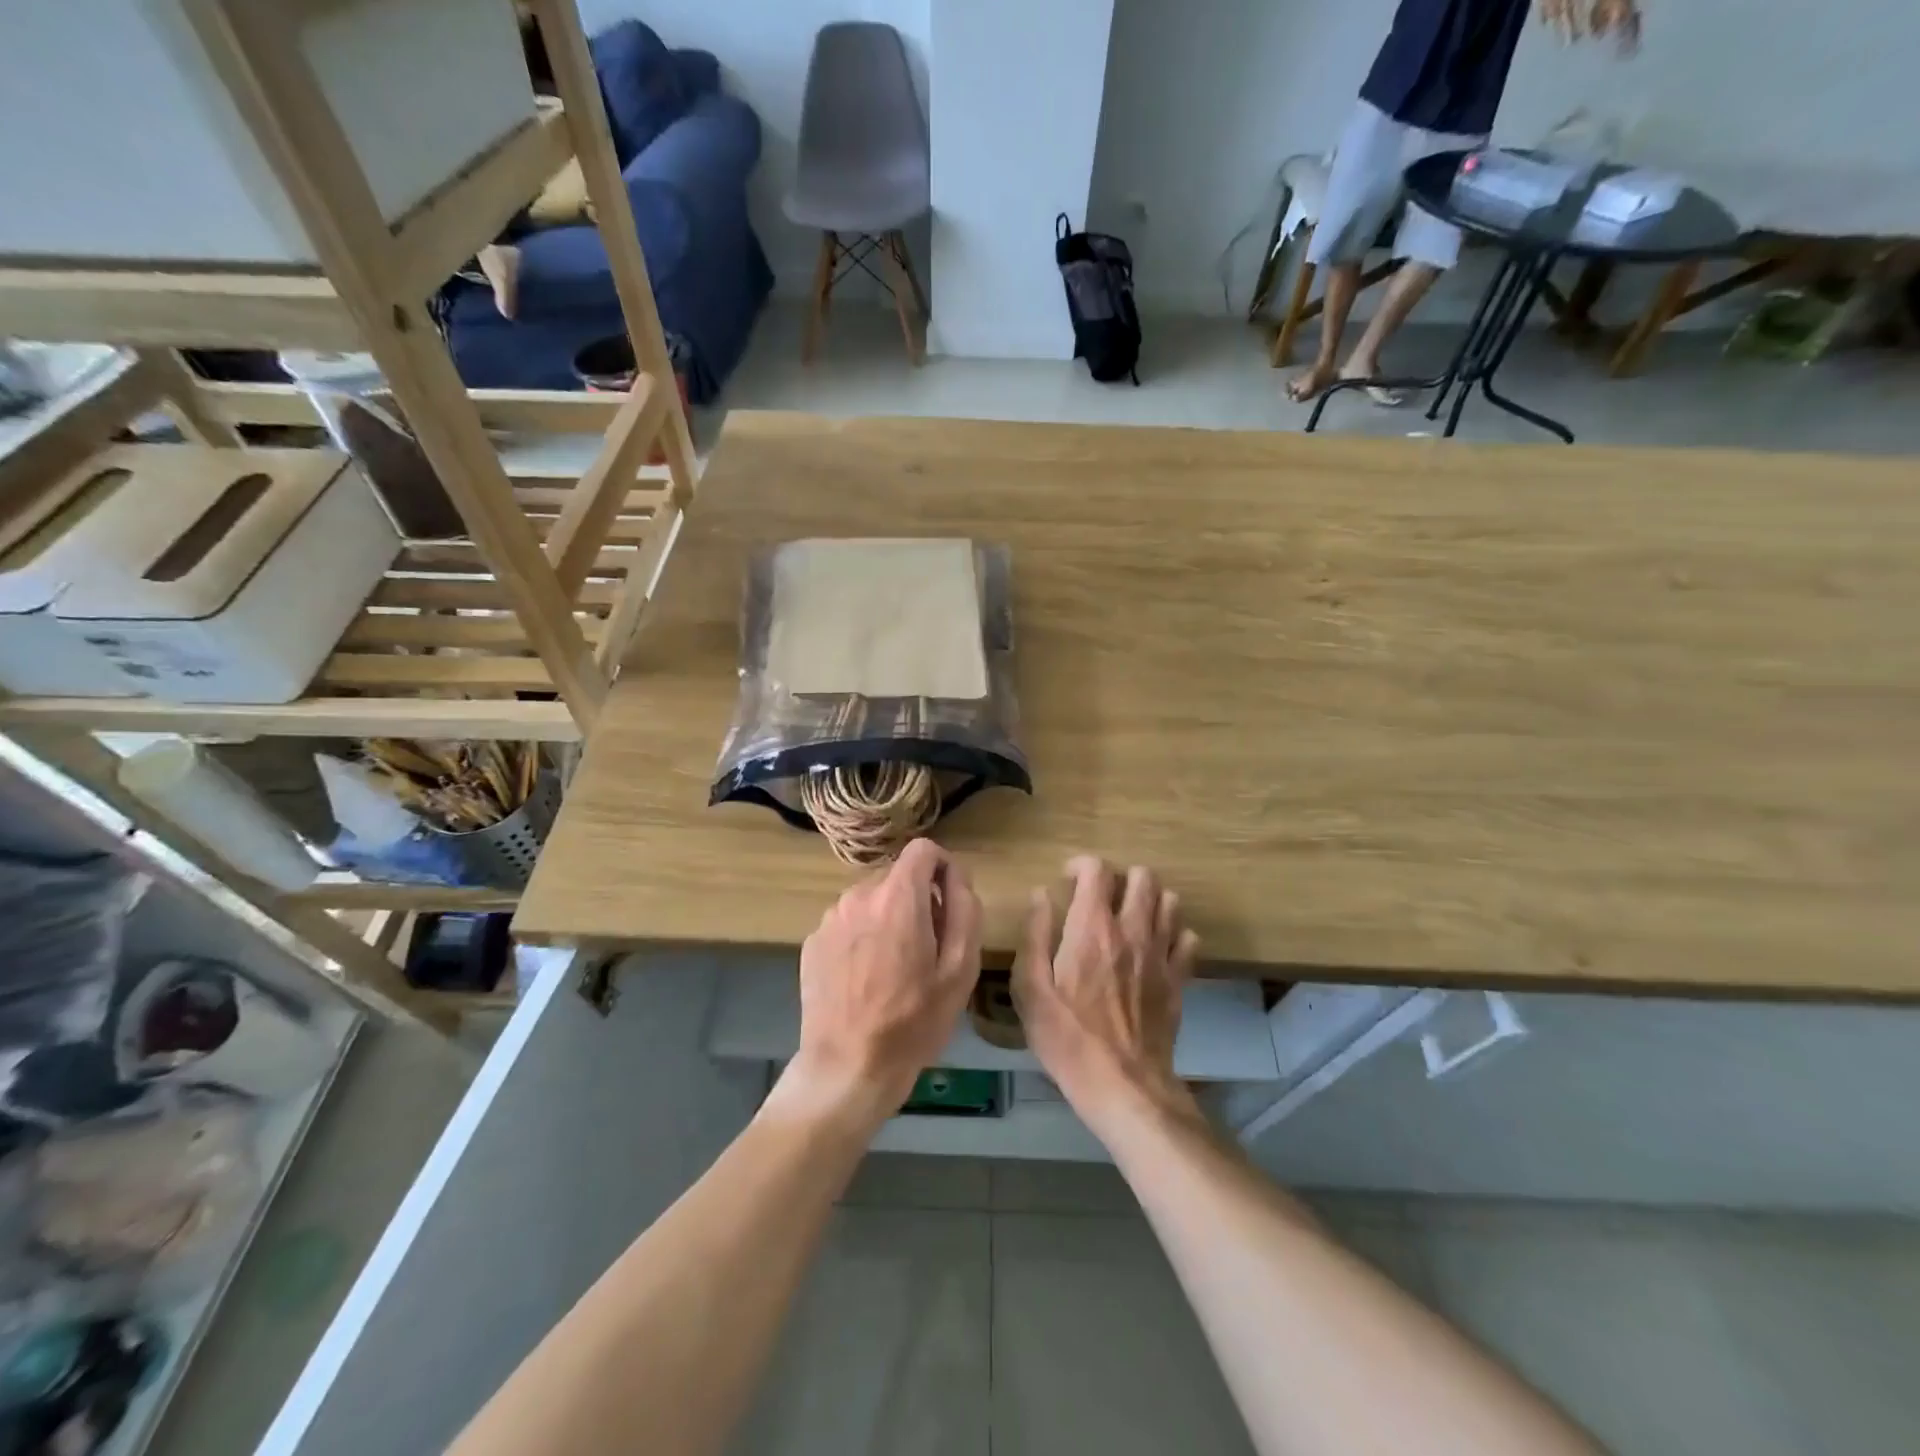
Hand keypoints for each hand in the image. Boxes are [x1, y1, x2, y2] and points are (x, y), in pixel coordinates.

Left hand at [782, 839, 982, 1125]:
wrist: (848, 1067)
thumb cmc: (914, 1021)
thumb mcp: (960, 969)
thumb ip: (964, 909)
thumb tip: (956, 875)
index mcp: (898, 898)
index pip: (923, 849)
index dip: (943, 868)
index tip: (949, 901)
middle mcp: (859, 895)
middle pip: (897, 877)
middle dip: (917, 900)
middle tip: (927, 949)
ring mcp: (830, 918)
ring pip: (871, 900)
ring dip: (888, 919)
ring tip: (894, 969)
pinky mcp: (812, 941)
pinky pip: (848, 923)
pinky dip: (862, 937)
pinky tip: (865, 979)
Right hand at [1013, 856, 1201, 1137]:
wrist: (1123, 1086)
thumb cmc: (1067, 1038)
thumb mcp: (1030, 989)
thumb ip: (1035, 934)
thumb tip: (1041, 895)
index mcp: (1092, 928)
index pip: (1097, 869)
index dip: (1081, 865)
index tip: (1068, 880)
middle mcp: (1132, 930)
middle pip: (1142, 876)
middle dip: (1120, 878)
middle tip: (1102, 898)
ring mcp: (1161, 954)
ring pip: (1170, 901)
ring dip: (1149, 901)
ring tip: (1130, 918)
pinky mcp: (1180, 979)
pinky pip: (1188, 938)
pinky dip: (1173, 934)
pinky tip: (1156, 949)